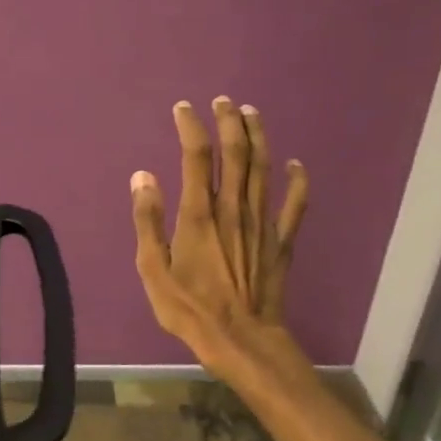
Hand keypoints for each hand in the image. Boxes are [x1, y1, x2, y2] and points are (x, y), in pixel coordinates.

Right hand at [130, 97, 309, 371]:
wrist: (240, 340)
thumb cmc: (189, 308)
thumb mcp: (152, 269)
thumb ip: (147, 220)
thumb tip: (142, 176)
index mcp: (199, 214)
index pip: (196, 157)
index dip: (191, 127)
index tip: (184, 109)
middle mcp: (233, 209)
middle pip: (235, 154)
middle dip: (229, 122)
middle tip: (223, 101)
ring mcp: (262, 224)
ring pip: (263, 169)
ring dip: (258, 138)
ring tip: (251, 114)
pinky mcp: (281, 242)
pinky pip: (294, 205)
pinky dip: (298, 182)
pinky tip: (297, 164)